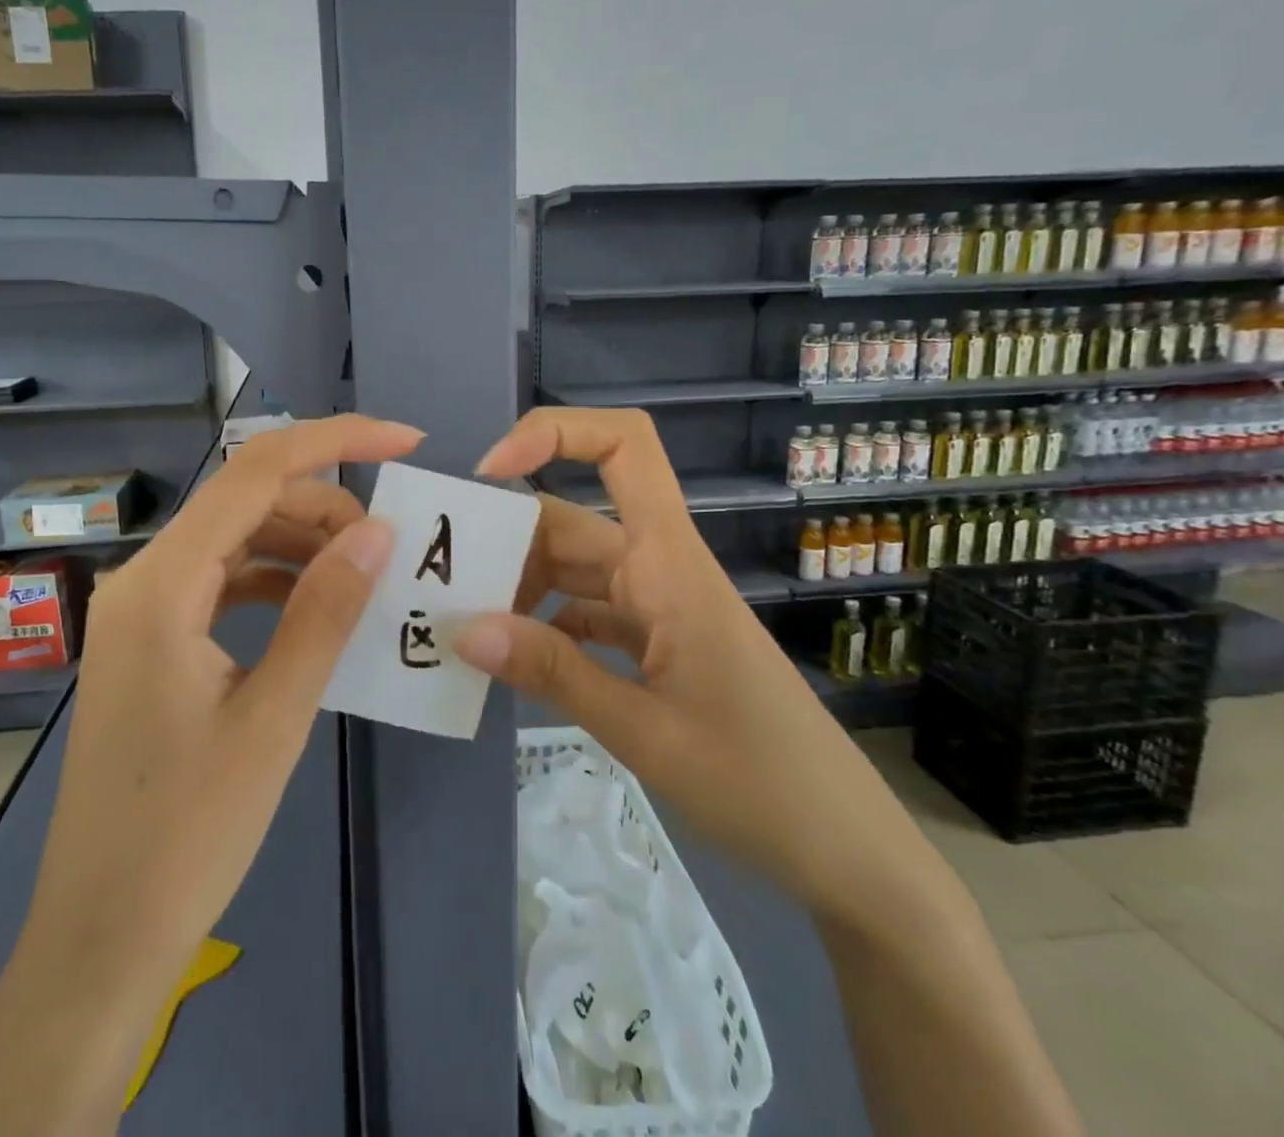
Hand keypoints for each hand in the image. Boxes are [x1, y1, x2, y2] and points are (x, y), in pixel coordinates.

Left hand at [0, 415, 418, 1135]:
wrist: (102, 937)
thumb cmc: (188, 834)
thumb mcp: (274, 715)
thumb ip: (326, 611)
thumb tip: (377, 530)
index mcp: (161, 584)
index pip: (254, 473)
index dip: (335, 442)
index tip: (404, 440)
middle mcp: (142, 579)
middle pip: (244, 501)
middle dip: (324, 505)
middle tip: (392, 544)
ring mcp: (142, 610)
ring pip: (235, 540)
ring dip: (302, 543)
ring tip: (365, 574)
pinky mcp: (152, 641)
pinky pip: (222, 582)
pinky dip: (274, 581)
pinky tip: (317, 608)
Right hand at [457, 407, 936, 924]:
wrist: (843, 849)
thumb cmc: (759, 782)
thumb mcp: (644, 732)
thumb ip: (553, 673)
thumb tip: (464, 630)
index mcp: (669, 565)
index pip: (625, 448)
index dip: (554, 434)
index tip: (488, 474)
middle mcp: (660, 569)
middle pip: (570, 519)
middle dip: (504, 537)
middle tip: (440, 582)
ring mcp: (657, 605)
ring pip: (571, 567)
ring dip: (518, 585)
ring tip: (462, 623)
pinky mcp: (655, 641)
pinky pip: (584, 611)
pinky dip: (543, 624)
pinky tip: (508, 656)